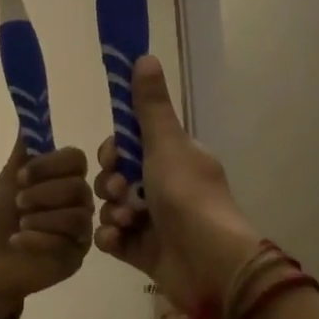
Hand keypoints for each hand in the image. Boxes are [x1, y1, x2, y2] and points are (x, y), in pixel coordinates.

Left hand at [0, 142, 94, 318]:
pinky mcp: (76, 256)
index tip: (21, 176)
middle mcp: (78, 202)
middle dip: (44, 192)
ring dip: (42, 216)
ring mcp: (80, 231)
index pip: (76, 159)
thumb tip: (28, 121)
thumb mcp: (5, 185)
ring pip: (77, 215)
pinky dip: (37, 238)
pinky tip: (17, 240)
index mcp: (63, 180)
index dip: (50, 164)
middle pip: (79, 187)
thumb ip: (21, 157)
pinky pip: (66, 241)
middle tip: (18, 203)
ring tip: (20, 224)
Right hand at [94, 55, 263, 310]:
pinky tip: (119, 240)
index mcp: (174, 160)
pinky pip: (113, 237)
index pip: (130, 146)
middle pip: (115, 177)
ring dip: (111, 212)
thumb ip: (150, 106)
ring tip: (126, 221)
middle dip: (109, 184)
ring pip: (111, 208)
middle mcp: (164, 188)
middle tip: (119, 192)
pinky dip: (112, 238)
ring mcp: (153, 222)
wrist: (209, 263)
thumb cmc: (189, 198)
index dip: (114, 150)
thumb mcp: (166, 145)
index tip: (113, 157)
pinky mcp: (143, 252)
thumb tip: (144, 55)